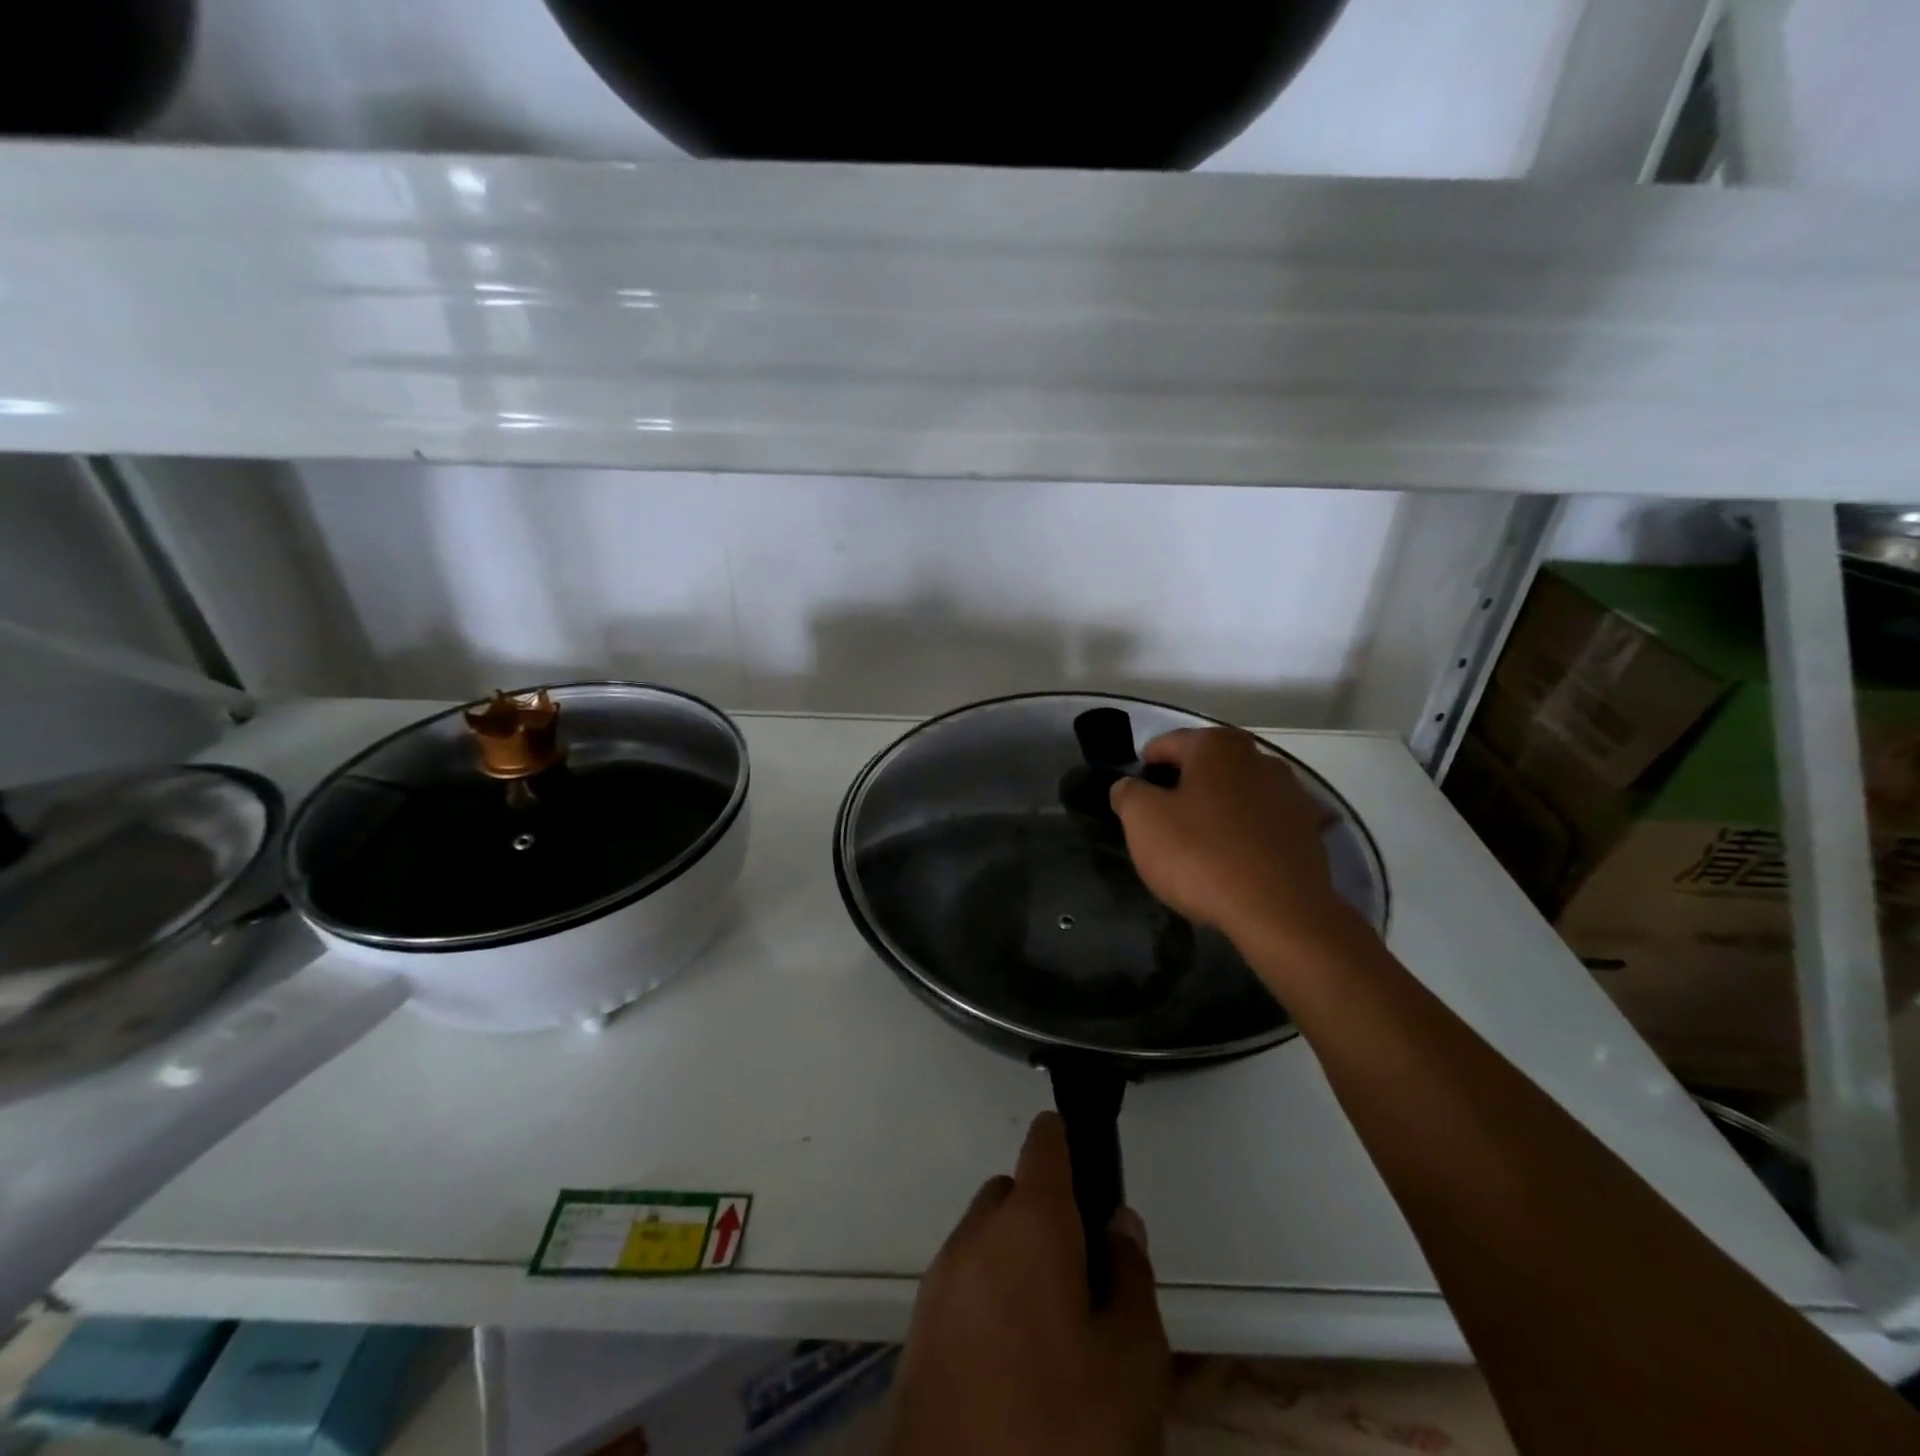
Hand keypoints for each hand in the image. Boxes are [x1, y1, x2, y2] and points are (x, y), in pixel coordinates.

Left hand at [886, 1114, 1169, 1455]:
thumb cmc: (1061, 1426)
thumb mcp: (1133, 1361)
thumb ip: (1132, 1276)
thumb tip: (1117, 1223)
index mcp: (1030, 1223)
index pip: (1045, 1144)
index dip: (1068, 1140)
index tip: (1091, 1165)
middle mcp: (976, 1233)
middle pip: (1015, 1194)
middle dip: (1048, 1217)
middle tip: (1086, 1278)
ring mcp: (940, 1279)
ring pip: (987, 1240)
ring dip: (1017, 1258)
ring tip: (1055, 1330)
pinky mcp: (919, 1326)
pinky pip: (964, 1283)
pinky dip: (989, 1295)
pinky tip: (1014, 1361)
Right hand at [1110, 728, 1351, 958]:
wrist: (1280, 913)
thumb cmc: (1202, 855)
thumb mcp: (1143, 821)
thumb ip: (1128, 794)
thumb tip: (1130, 787)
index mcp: (1217, 745)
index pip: (1166, 744)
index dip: (1144, 769)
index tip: (1133, 799)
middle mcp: (1259, 757)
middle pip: (1206, 767)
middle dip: (1183, 788)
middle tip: (1163, 825)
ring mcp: (1291, 793)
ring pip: (1238, 794)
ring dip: (1218, 810)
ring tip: (1200, 847)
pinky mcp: (1310, 830)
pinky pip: (1264, 824)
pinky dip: (1247, 834)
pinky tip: (1236, 861)